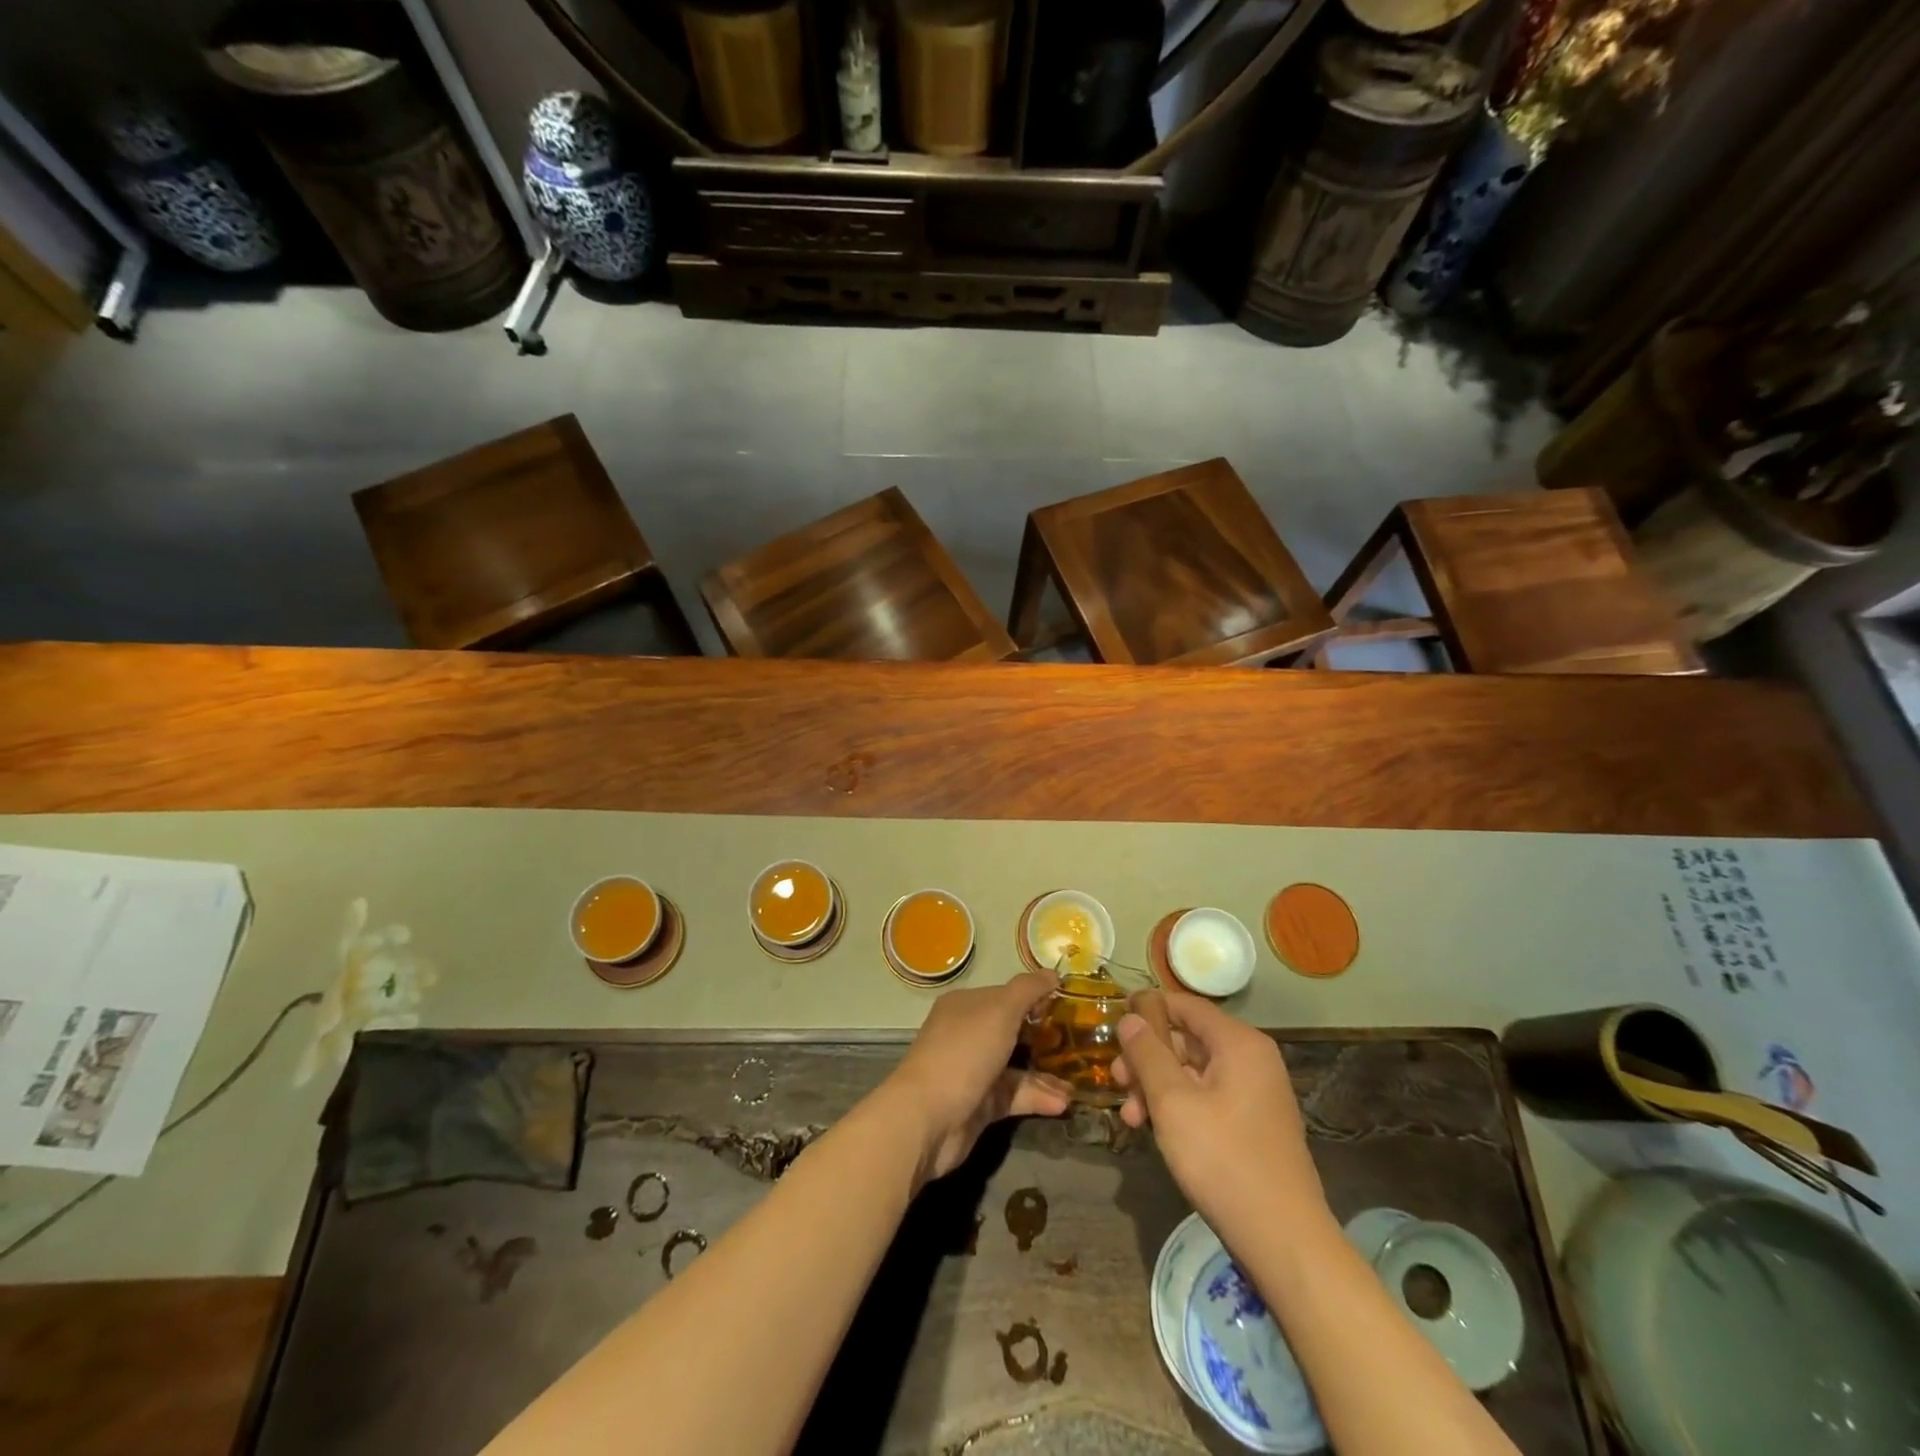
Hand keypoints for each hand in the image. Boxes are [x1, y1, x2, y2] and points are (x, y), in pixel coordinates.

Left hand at [882, 972, 1071, 1184]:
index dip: (1035, 998)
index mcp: (966, 1005)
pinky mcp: (979, 1105)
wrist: (928, 1117)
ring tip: (1077, 1083)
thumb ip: (1028, 990)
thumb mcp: (1001, 1010)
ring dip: (1046, 1074)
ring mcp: (972, 1070)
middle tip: (1080, 1045)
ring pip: (1016, 1067)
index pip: (1006, 995)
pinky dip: (1037, 1098)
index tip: (1069, 1006)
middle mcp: (967, 1034)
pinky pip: (1014, 1095)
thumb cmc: (965, 1051)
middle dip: (1045, 1038)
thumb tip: (1051, 973)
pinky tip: (1063, 1102)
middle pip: (1012, 1031)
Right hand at [1113, 992, 1327, 1237]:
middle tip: (1116, 1079)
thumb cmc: (1223, 1159)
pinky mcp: (1252, 1123)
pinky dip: (1178, 1105)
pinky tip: (1153, 1129)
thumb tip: (1131, 1017)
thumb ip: (1147, 1053)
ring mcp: (1255, 1093)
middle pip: (1187, 1039)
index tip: (1114, 1019)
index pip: (1185, 1005)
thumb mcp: (1172, 1102)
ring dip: (1156, 1086)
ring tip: (1130, 1116)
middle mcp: (1252, 1059)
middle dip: (1147, 1057)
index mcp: (1239, 1043)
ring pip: (1193, 1071)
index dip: (1147, 1007)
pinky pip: (1207, 1096)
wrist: (1283, 1239)